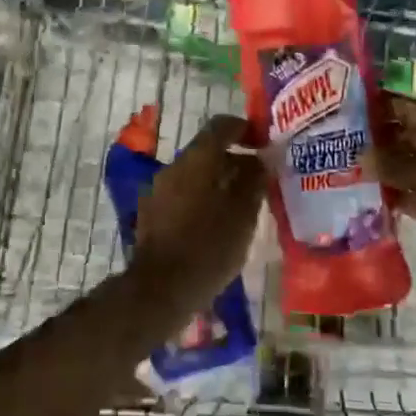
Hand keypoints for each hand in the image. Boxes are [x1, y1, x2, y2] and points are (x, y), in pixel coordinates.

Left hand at [128, 115, 265, 317]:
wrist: (160, 289)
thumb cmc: (209, 247)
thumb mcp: (243, 215)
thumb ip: (254, 180)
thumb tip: (262, 159)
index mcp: (197, 160)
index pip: (221, 126)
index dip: (245, 129)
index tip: (264, 143)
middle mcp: (173, 167)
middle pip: (207, 151)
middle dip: (234, 160)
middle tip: (259, 181)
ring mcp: (158, 190)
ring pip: (194, 174)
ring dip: (218, 182)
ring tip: (241, 206)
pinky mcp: (151, 214)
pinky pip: (182, 194)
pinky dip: (202, 199)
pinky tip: (217, 225)